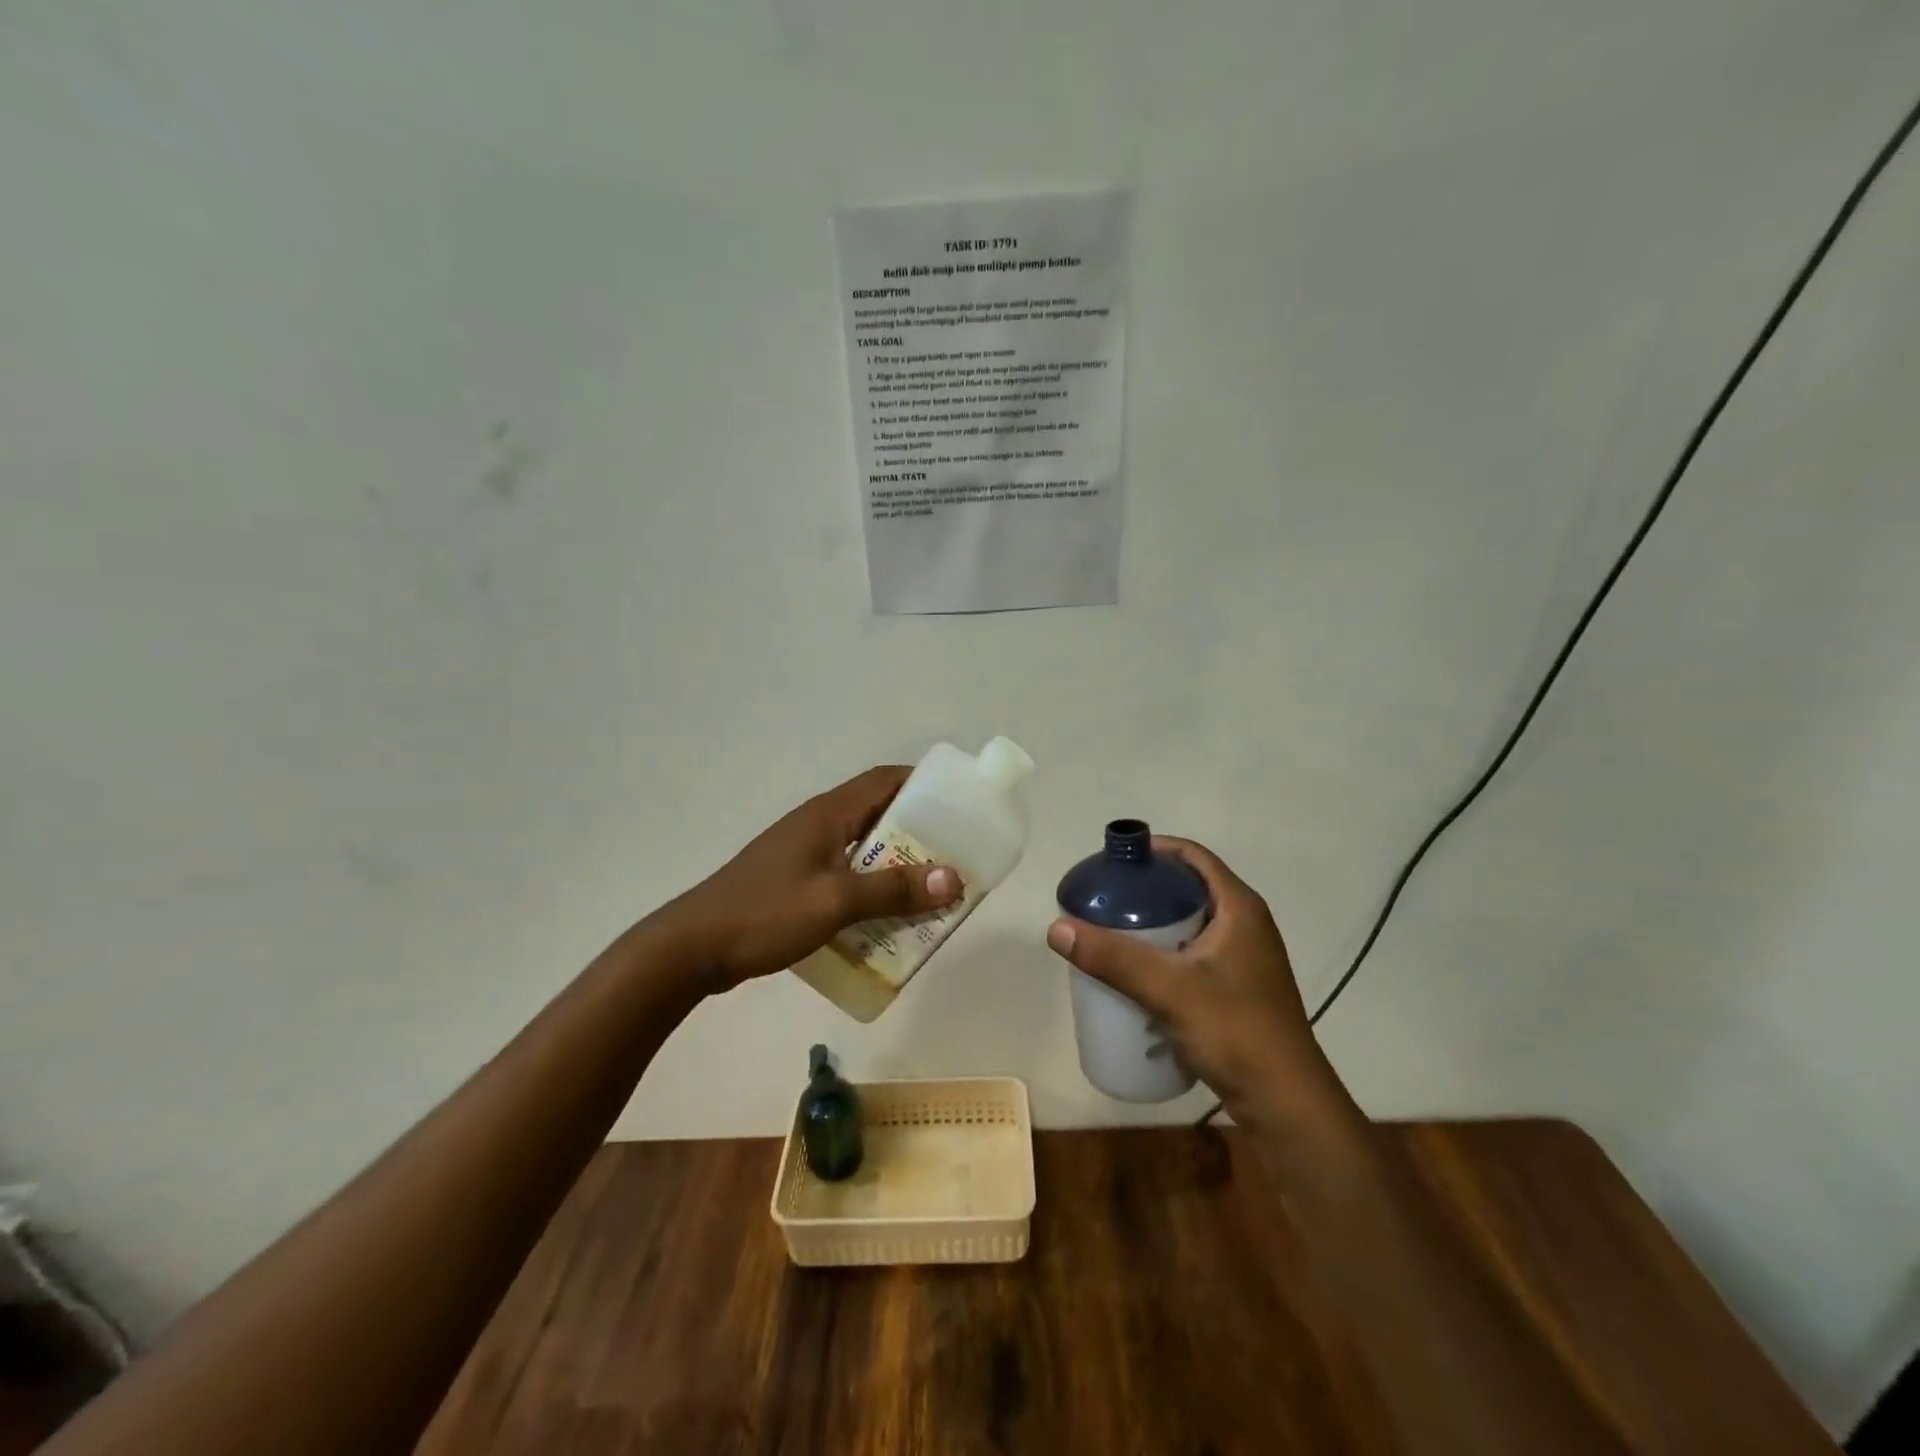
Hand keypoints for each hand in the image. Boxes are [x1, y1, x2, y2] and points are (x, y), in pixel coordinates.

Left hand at [657, 765, 960, 992]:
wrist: (691, 948)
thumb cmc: (765, 913)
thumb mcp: (835, 901)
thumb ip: (893, 890)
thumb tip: (953, 878)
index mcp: (828, 814)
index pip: (884, 780)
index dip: (923, 785)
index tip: (958, 806)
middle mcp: (818, 825)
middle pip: (878, 816)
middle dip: (918, 836)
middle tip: (952, 860)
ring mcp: (803, 854)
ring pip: (863, 851)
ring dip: (894, 868)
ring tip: (928, 894)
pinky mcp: (794, 883)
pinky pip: (845, 877)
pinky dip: (870, 891)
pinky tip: (884, 921)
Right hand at [1045, 837, 1350, 1131]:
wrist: (1286, 1104)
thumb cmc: (1236, 1032)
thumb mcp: (1168, 989)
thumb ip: (1113, 958)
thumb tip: (1056, 927)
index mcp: (1239, 908)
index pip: (1193, 856)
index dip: (1154, 850)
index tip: (1113, 861)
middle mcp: (1245, 925)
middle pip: (1188, 888)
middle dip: (1145, 890)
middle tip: (1103, 899)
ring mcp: (1243, 959)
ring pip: (1189, 924)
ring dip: (1152, 924)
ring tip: (1111, 933)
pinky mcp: (1236, 988)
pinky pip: (1193, 954)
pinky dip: (1164, 953)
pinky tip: (1136, 973)